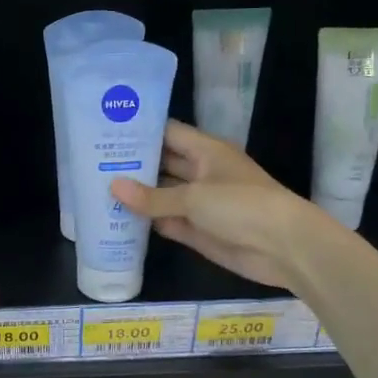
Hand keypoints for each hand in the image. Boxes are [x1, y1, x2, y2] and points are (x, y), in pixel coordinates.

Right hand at [111, 121, 322, 289]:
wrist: (285, 247)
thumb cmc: (242, 206)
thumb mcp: (194, 197)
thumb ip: (152, 196)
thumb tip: (113, 187)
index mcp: (206, 152)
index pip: (168, 133)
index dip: (140, 131)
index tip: (106, 130)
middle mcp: (202, 173)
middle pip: (162, 164)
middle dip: (133, 164)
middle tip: (92, 162)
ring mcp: (201, 204)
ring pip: (163, 195)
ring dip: (137, 195)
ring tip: (97, 190)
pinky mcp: (200, 231)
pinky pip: (168, 222)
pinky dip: (148, 222)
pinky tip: (119, 220)